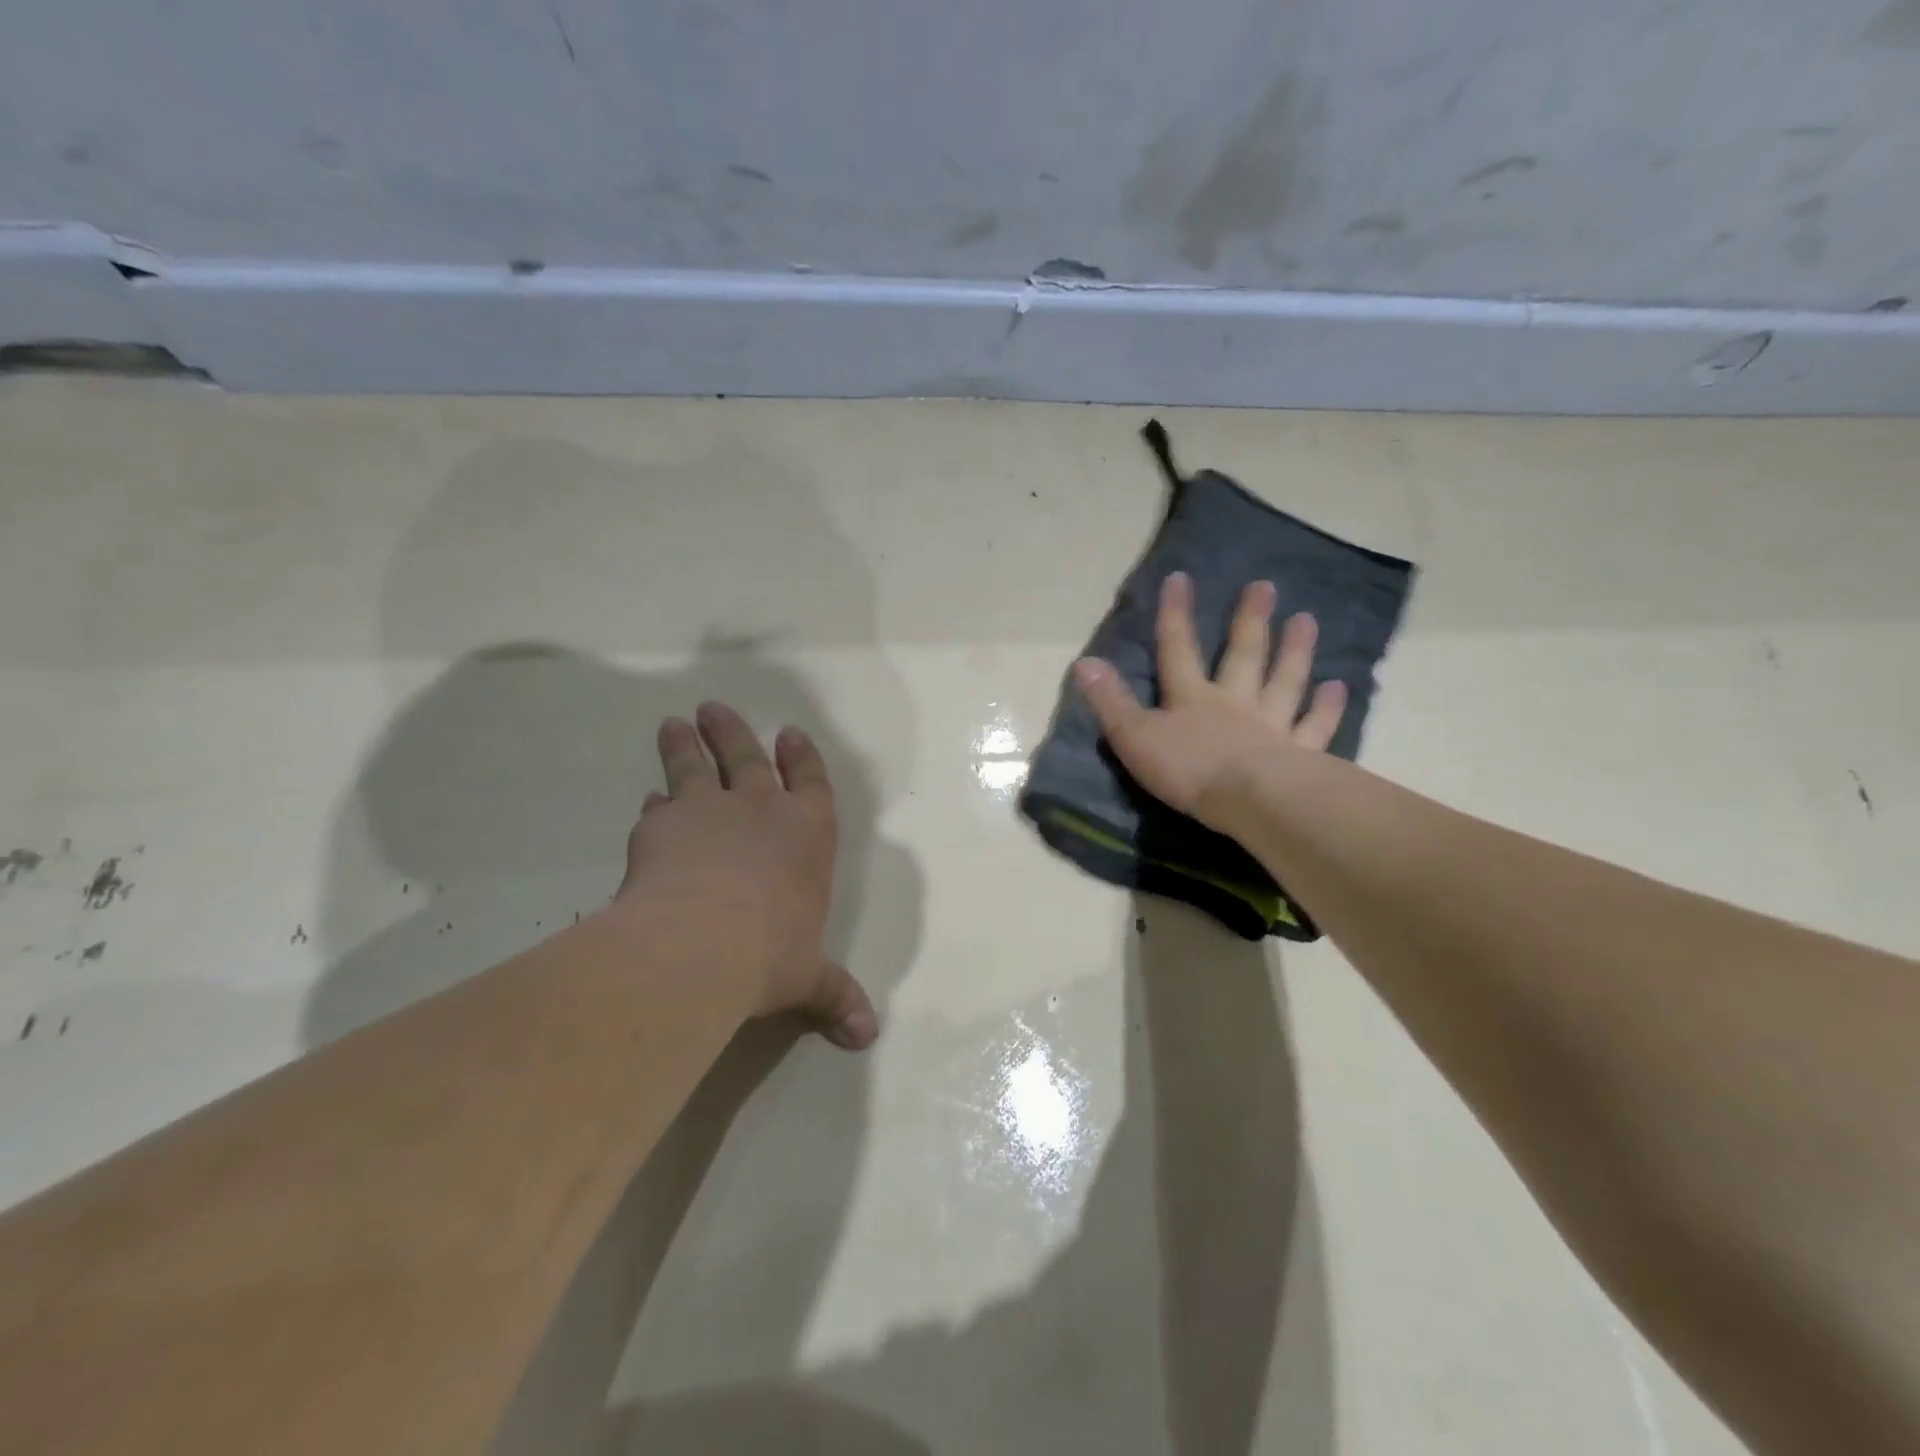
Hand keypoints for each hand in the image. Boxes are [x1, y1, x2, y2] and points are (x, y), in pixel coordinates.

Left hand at [614, 701, 877, 1049]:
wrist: (700, 944)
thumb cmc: (772, 953)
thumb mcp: (809, 978)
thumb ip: (835, 996)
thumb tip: (868, 1037)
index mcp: (807, 832)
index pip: (811, 781)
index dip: (802, 757)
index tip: (790, 733)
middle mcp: (760, 810)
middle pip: (747, 758)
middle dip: (734, 733)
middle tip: (714, 708)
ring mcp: (708, 811)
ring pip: (696, 766)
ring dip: (687, 745)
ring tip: (674, 723)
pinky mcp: (660, 826)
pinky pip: (660, 806)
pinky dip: (655, 802)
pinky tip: (649, 800)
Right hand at [1073, 572, 1345, 832]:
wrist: (1249, 799)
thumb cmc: (1187, 769)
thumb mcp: (1134, 737)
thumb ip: (1110, 701)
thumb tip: (1084, 661)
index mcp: (1191, 699)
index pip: (1178, 650)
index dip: (1176, 615)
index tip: (1181, 578)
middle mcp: (1233, 703)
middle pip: (1242, 656)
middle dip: (1249, 621)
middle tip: (1265, 586)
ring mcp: (1270, 726)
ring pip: (1283, 682)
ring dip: (1294, 652)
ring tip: (1306, 619)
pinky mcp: (1299, 754)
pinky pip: (1314, 725)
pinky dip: (1326, 707)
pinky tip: (1338, 686)